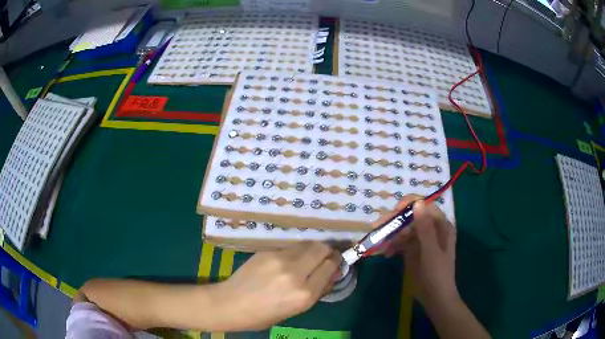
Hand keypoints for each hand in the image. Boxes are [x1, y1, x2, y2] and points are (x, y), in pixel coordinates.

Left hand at [214, 242, 340, 330]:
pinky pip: (290, 247)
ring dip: (312, 250)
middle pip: (322, 249)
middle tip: (326, 256)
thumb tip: (331, 274)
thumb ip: (316, 291)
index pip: (331, 266)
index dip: (336, 262)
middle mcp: (295, 273)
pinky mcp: (267, 251)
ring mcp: (280, 259)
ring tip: (307, 258)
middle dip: (328, 251)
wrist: (231, 303)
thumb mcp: (296, 310)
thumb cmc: (263, 315)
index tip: (336, 263)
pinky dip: (296, 251)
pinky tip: (287, 261)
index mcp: (304, 294)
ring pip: (306, 244)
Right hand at [377, 195, 458, 307]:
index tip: (395, 210)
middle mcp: (431, 229)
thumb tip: (417, 203)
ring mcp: (421, 239)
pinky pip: (400, 242)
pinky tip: (386, 254)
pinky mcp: (412, 250)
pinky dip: (392, 245)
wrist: (434, 297)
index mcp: (441, 225)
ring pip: (403, 229)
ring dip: (390, 234)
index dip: (410, 204)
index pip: (425, 206)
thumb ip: (425, 228)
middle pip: (411, 216)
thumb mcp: (431, 251)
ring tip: (379, 243)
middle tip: (378, 226)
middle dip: (395, 221)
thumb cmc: (437, 273)